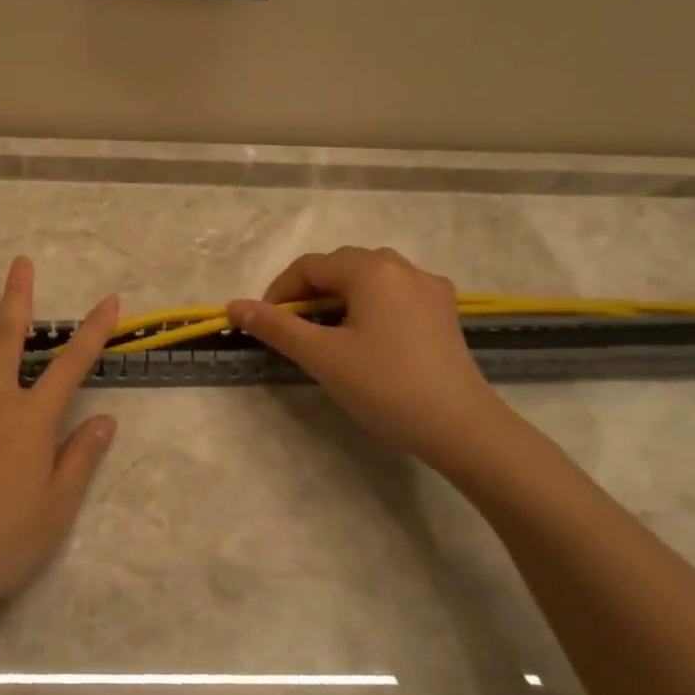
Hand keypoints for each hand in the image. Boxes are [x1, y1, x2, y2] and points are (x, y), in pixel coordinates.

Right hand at [228, 246, 515, 475]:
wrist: (461, 427)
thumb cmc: (384, 386)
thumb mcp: (321, 356)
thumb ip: (276, 326)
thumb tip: (234, 306)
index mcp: (371, 270)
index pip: (310, 267)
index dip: (279, 291)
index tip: (264, 323)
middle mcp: (402, 267)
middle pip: (340, 267)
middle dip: (309, 293)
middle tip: (292, 329)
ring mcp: (429, 287)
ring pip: (369, 278)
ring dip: (339, 297)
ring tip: (326, 332)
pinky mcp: (445, 311)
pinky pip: (395, 293)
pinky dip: (370, 305)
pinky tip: (368, 336)